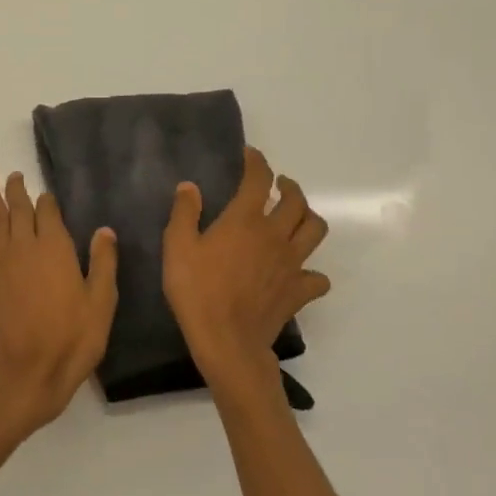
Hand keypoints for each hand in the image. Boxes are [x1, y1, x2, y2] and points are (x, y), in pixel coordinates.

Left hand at [0, 164, 117, 440]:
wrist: (27, 371)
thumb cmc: (72, 339)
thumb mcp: (101, 303)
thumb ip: (103, 263)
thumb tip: (105, 231)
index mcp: (55, 248)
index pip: (47, 211)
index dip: (47, 200)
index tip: (46, 193)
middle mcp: (25, 246)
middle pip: (17, 208)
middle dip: (14, 188)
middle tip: (11, 172)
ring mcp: (2, 261)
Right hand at [163, 146, 329, 404]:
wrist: (226, 339)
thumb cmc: (197, 290)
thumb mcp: (177, 247)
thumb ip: (184, 213)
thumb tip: (190, 187)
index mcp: (245, 220)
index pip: (258, 179)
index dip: (256, 163)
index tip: (250, 156)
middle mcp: (275, 235)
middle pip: (296, 201)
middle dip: (289, 187)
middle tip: (279, 186)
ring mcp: (292, 263)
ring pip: (315, 230)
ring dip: (308, 217)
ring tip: (295, 217)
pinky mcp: (299, 290)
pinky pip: (318, 276)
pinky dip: (312, 271)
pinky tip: (299, 271)